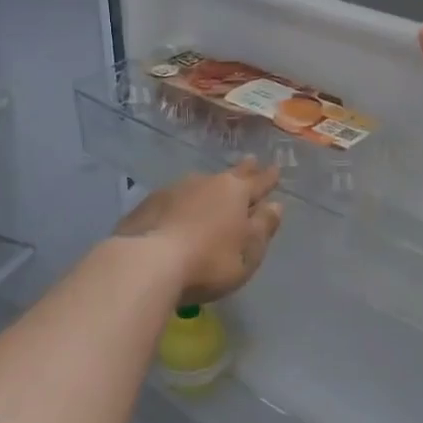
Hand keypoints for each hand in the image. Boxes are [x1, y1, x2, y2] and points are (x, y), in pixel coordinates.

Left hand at [114, 159, 282, 303]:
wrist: (147, 263)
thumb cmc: (209, 261)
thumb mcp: (248, 252)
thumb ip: (263, 227)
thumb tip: (276, 205)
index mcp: (236, 192)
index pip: (259, 182)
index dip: (269, 178)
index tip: (276, 168)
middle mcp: (207, 183)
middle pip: (230, 174)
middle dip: (244, 169)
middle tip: (251, 160)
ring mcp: (175, 190)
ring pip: (200, 184)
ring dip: (210, 186)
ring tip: (214, 188)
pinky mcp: (149, 204)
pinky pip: (174, 198)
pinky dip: (183, 202)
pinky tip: (179, 210)